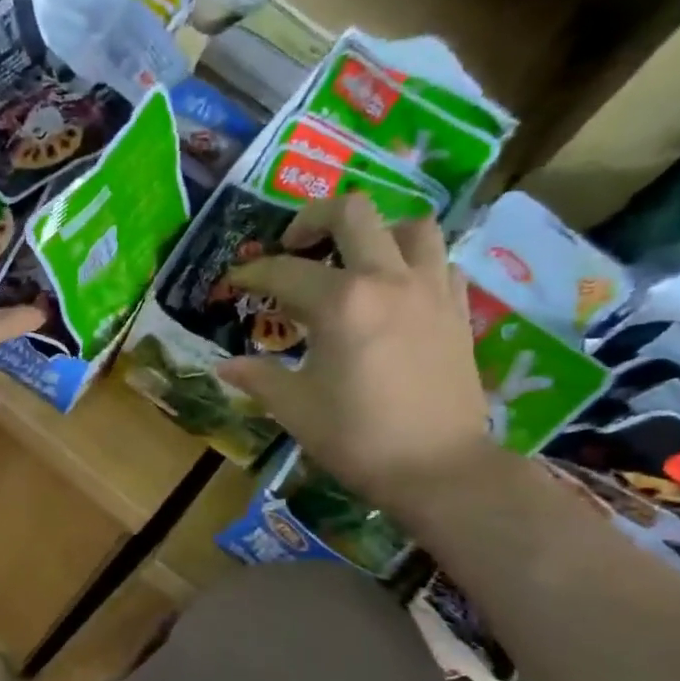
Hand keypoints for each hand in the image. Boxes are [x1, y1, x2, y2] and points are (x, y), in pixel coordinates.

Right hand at [219, 194, 494, 519]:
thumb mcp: (295, 408)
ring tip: (353, 261)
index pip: (284, 271)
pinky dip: (412, 262)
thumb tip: (223, 366)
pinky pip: (438, 261)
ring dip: (375, 233)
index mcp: (341, 303)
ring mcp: (430, 289)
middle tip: (293, 245)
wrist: (436, 467)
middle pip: (352, 213)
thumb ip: (258, 377)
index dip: (251, 273)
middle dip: (312, 219)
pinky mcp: (456, 309)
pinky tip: (393, 290)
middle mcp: (387, 279)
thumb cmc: (356, 437)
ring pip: (409, 225)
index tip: (234, 281)